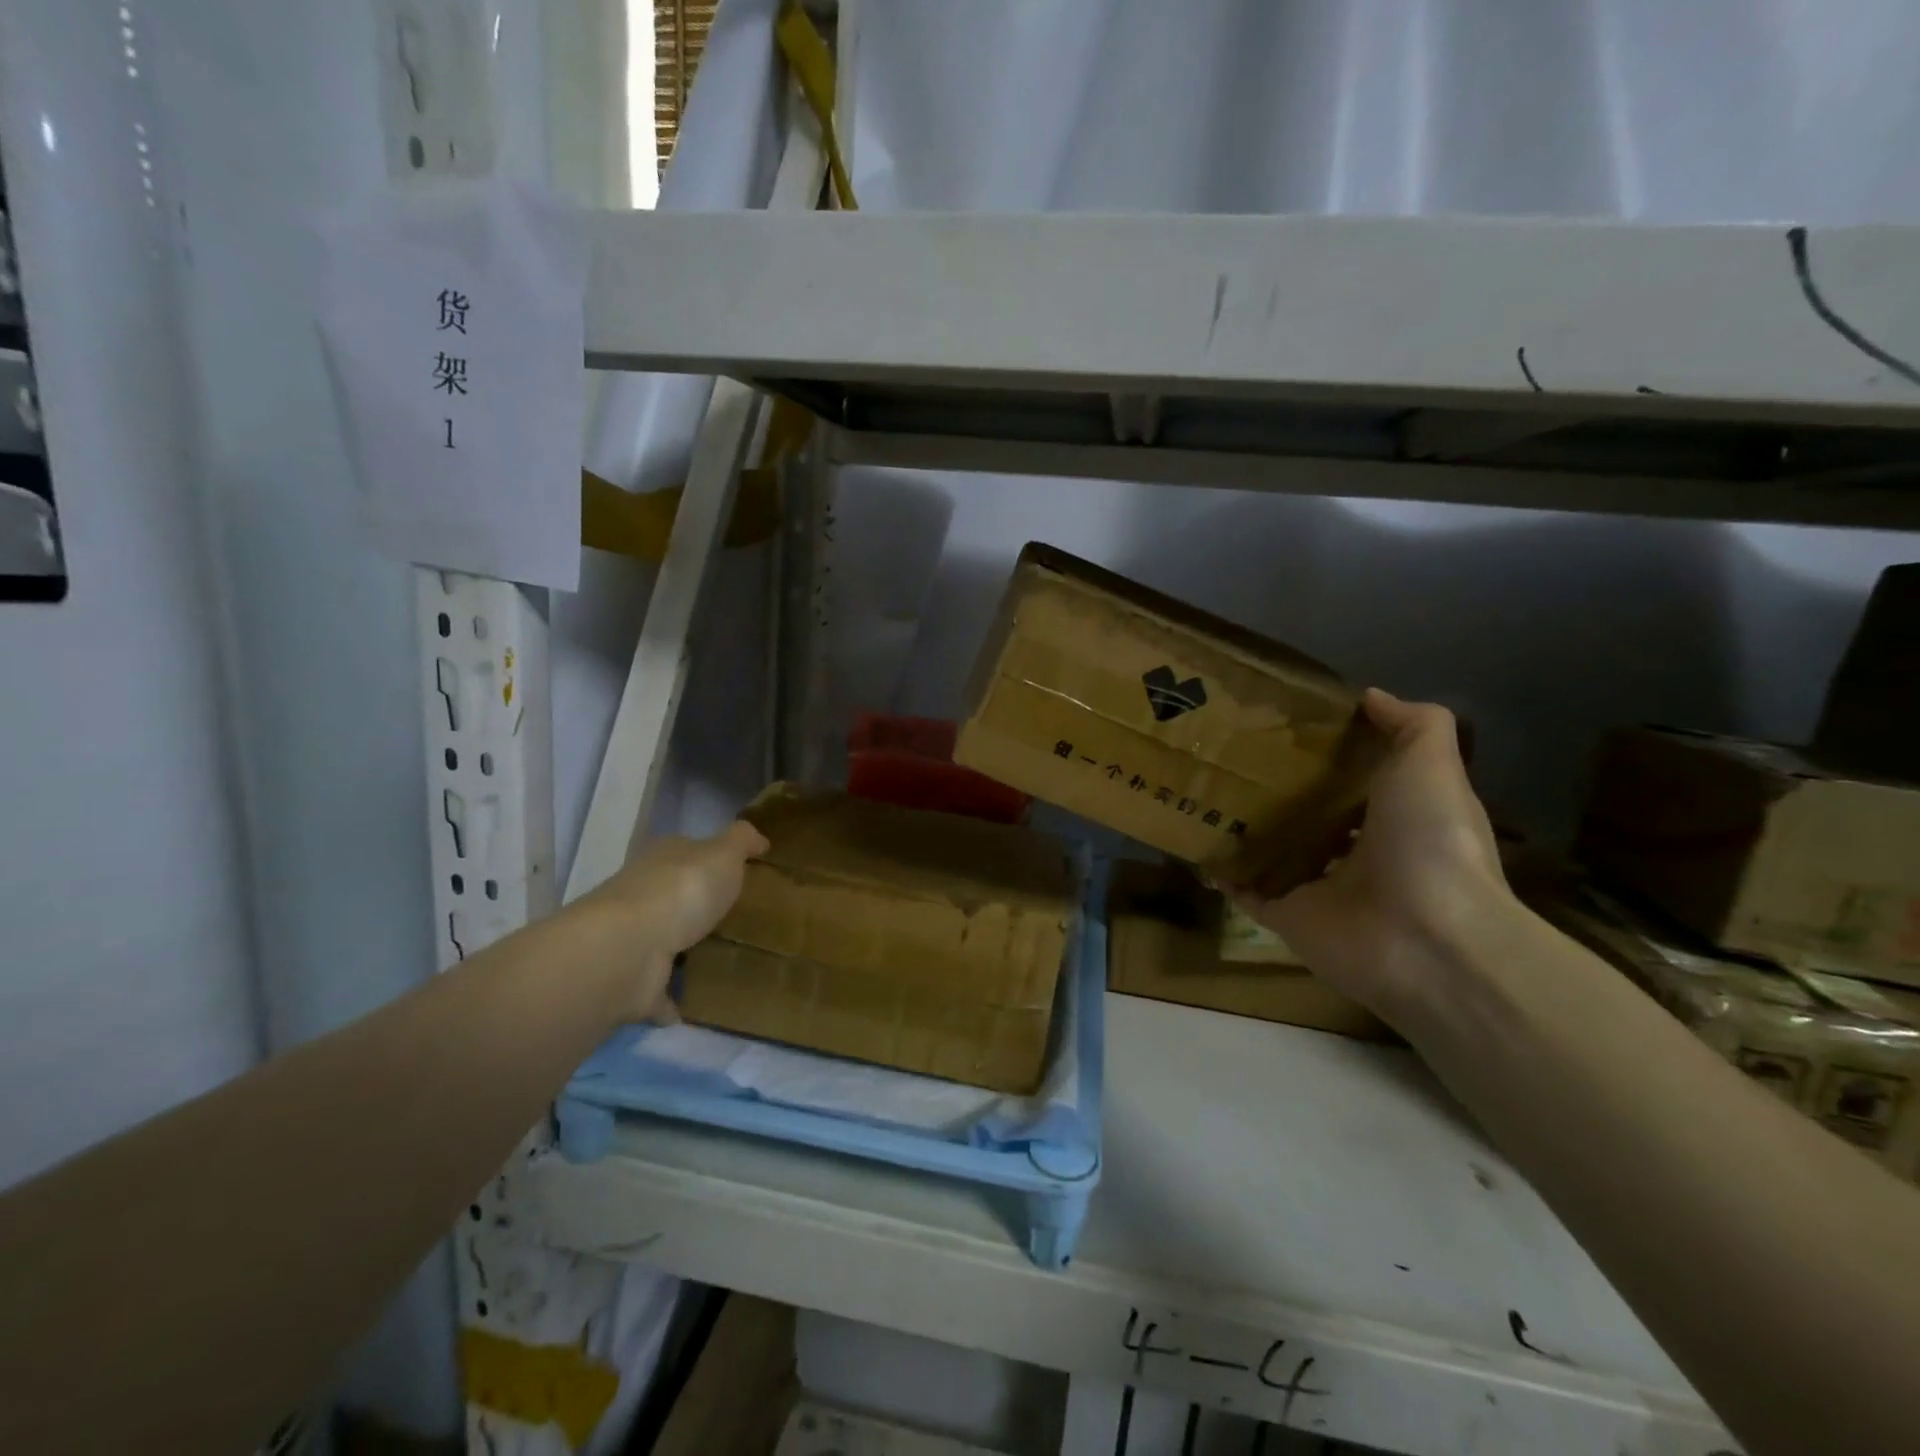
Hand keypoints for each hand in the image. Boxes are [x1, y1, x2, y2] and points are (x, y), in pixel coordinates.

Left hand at [578, 820, 768, 1020]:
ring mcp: (636, 941)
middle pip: (675, 897)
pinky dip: (673, 998)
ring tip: (727, 961)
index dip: (711, 860)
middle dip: (699, 907)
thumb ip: (742, 841)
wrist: (630, 950)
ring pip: (666, 943)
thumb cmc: (682, 890)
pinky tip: (697, 1004)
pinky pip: (660, 991)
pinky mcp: (634, 983)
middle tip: (739, 919)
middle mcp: (643, 896)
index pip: (687, 852)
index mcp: (663, 860)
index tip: (739, 874)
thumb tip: (759, 838)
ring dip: (686, 952)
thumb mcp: (723, 853)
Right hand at [1234, 690, 1513, 1023]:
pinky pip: (1245, 890)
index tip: (1283, 724)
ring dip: (1244, 829)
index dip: (1324, 754)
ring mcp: (1318, 887)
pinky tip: (1194, 841)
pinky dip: (1222, 872)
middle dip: (1276, 789)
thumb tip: (1369, 696)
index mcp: (1392, 818)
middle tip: (1228, 754)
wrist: (1424, 935)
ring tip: (1201, 791)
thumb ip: (1412, 723)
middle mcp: (1356, 852)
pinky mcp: (1285, 915)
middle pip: (1308, 815)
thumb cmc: (1430, 841)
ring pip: (1274, 852)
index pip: (1353, 781)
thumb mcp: (1431, 763)